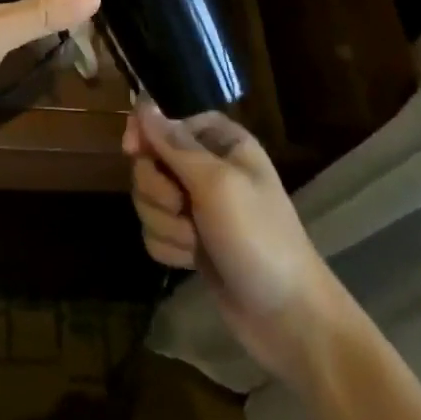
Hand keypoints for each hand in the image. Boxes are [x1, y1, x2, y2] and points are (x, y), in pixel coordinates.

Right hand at [124, 100, 350, 389]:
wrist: (287, 317)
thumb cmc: (258, 237)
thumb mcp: (217, 184)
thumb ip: (175, 144)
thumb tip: (142, 102)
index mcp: (221, 141)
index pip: (168, 120)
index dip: (147, 133)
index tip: (133, 150)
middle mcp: (207, 167)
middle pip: (150, 161)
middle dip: (158, 191)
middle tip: (183, 209)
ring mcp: (196, 206)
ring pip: (147, 199)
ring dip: (165, 224)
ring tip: (195, 242)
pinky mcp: (188, 240)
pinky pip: (153, 231)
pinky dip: (168, 246)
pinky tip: (191, 261)